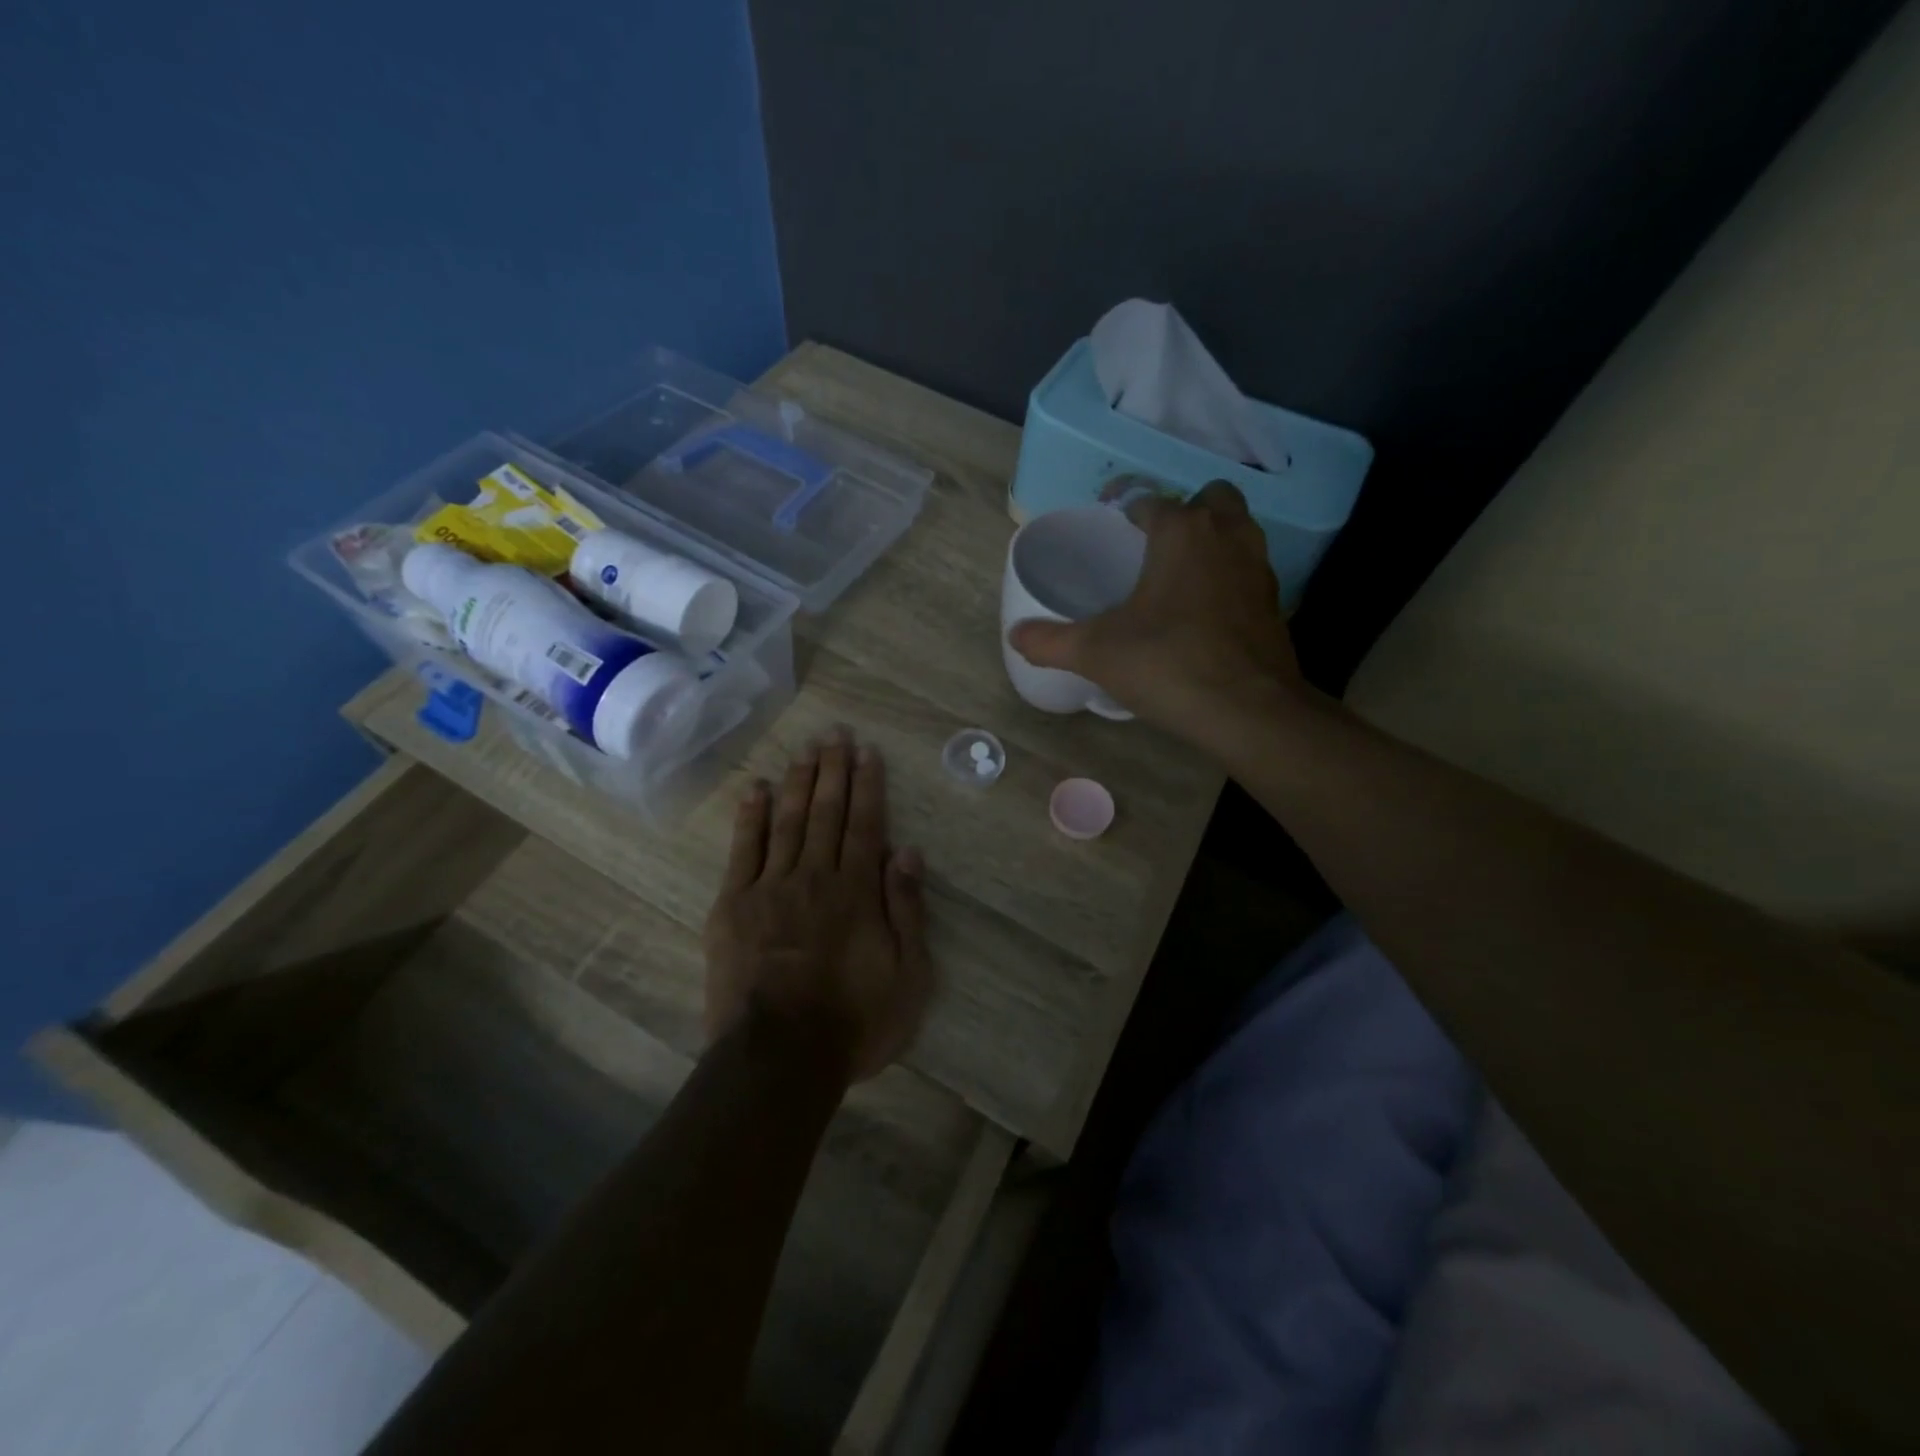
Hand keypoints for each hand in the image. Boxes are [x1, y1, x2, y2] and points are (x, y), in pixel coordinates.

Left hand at [703, 729, 934, 1081]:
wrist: (779, 1058)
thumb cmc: (854, 1022)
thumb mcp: (908, 976)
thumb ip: (908, 910)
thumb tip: (909, 852)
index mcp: (857, 892)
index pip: (865, 825)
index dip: (868, 785)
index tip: (867, 752)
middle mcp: (815, 876)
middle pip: (826, 812)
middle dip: (833, 770)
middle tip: (835, 733)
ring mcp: (770, 887)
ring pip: (788, 821)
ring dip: (798, 781)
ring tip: (806, 748)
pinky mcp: (733, 905)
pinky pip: (744, 850)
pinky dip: (750, 816)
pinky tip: (756, 788)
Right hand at [1008, 482, 1309, 746]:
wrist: (1248, 710)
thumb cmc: (1167, 663)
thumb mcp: (1096, 653)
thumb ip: (1050, 641)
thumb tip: (1015, 635)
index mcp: (1182, 532)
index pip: (1153, 502)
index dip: (1130, 512)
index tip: (1115, 531)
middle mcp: (1227, 536)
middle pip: (1211, 500)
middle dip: (1186, 513)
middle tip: (1156, 548)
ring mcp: (1258, 568)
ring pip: (1238, 532)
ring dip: (1213, 542)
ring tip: (1179, 579)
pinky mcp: (1276, 603)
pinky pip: (1249, 572)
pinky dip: (1230, 580)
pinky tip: (1206, 615)